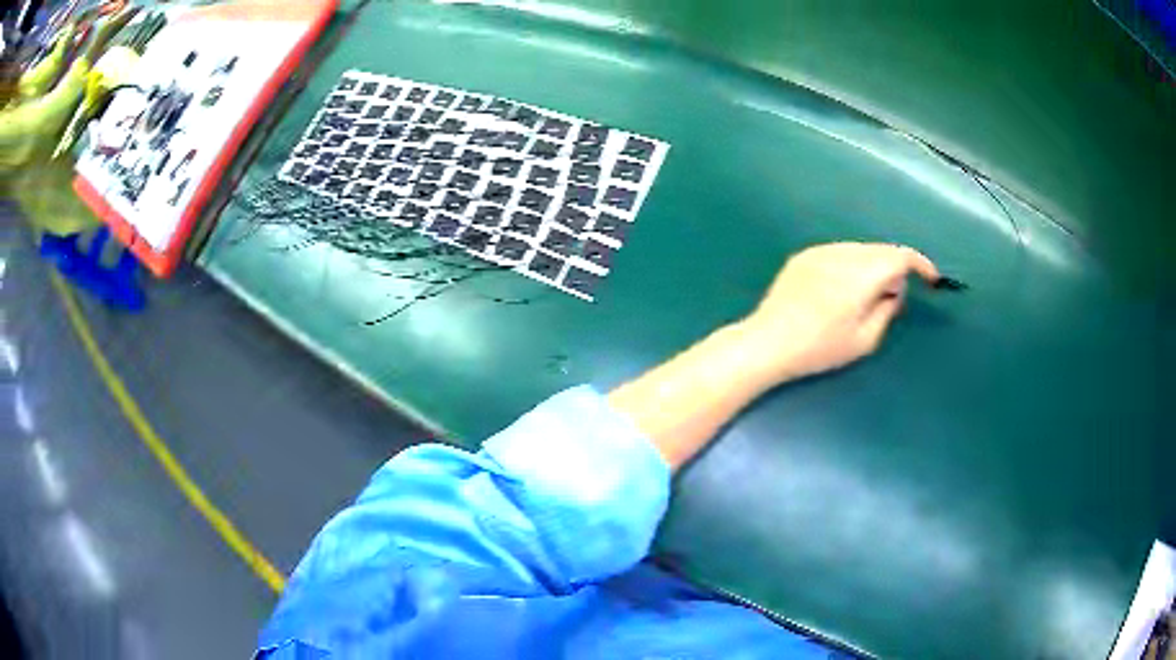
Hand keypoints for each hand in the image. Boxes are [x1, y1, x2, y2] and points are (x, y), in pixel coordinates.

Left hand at [739, 242, 939, 385]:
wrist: (767, 341)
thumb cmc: (819, 347)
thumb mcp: (865, 339)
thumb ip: (887, 310)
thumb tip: (894, 291)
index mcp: (862, 273)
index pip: (900, 256)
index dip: (920, 265)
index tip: (931, 279)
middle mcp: (843, 253)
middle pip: (881, 250)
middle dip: (895, 268)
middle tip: (893, 298)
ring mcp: (820, 251)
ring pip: (860, 249)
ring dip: (872, 265)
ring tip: (865, 297)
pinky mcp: (803, 256)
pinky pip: (839, 253)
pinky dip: (851, 265)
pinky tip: (840, 291)